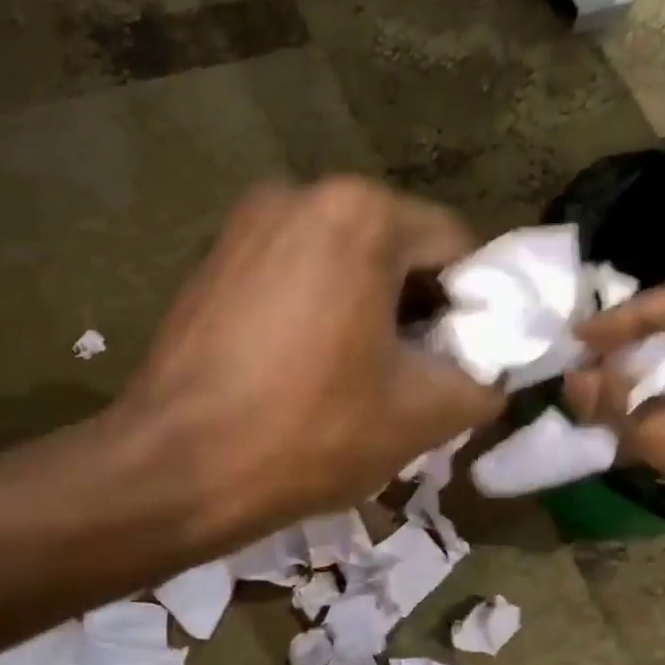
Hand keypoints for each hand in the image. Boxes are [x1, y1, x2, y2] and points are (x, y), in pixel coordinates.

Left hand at [121, 177, 502, 532]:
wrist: (174, 469)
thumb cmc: (307, 432)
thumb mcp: (420, 415)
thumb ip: (479, 385)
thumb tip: (490, 380)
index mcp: (360, 215)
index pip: (454, 247)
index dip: (472, 306)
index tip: (461, 361)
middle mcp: (300, 195)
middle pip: (394, 248)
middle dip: (416, 308)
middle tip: (416, 375)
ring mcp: (246, 224)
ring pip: (342, 261)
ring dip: (367, 309)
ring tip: (360, 377)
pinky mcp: (211, 260)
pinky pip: (293, 274)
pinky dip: (317, 309)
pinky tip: (306, 368)